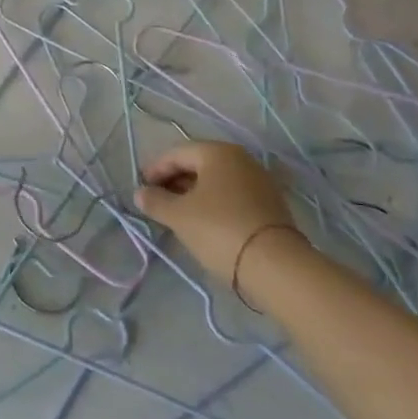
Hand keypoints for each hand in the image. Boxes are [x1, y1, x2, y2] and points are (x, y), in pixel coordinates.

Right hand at [135, 142, 301, 281]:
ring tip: (178, 213)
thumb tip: (141, 193)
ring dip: (194, 193)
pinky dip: (214, 203)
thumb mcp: (179, 216)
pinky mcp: (270, 204)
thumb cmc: (219, 230)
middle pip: (198, 164)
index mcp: (217, 152)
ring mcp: (259, 181)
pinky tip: (205, 221)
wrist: (276, 266)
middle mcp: (240, 159)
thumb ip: (156, 201)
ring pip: (216, 181)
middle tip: (157, 200)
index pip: (177, 153)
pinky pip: (232, 195)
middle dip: (175, 180)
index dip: (155, 169)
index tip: (141, 187)